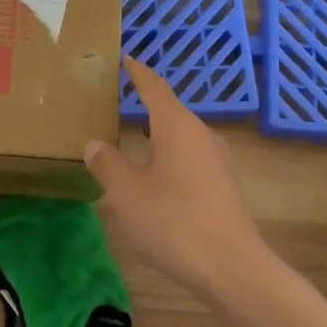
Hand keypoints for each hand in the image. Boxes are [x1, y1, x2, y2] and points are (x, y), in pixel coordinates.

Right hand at [83, 58, 268, 297]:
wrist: (232, 267)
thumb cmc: (173, 221)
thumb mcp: (127, 193)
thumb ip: (108, 164)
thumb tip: (95, 144)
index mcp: (177, 126)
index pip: (155, 88)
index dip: (138, 73)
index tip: (127, 58)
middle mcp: (201, 135)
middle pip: (170, 111)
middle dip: (145, 105)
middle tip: (118, 102)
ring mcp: (217, 161)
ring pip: (181, 136)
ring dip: (158, 134)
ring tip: (133, 139)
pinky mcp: (223, 185)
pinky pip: (190, 158)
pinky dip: (169, 156)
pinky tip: (156, 175)